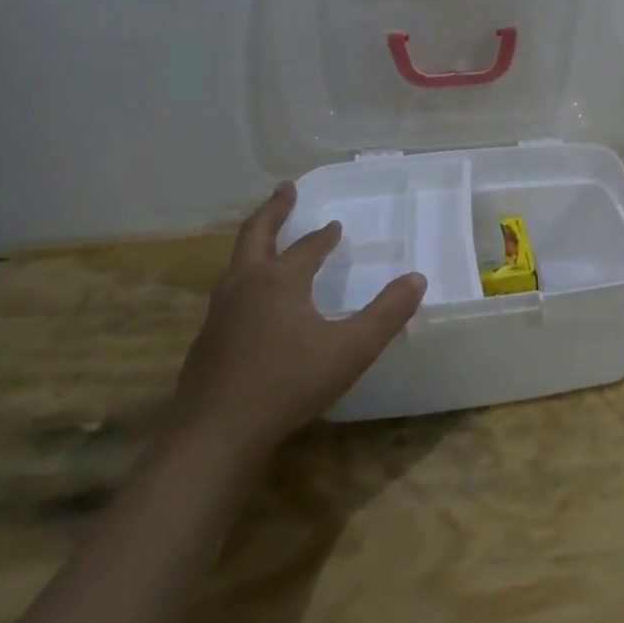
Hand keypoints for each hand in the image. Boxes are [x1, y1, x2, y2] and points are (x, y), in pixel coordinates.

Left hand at [171, 183, 425, 464]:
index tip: (335, 226)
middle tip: (285, 189)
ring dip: (255, 244)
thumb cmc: (289, 382)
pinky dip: (246, 279)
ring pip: (237, 264)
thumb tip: (417, 278)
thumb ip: (387, 313)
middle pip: (255, 235)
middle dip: (273, 210)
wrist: (216, 433)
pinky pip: (229, 294)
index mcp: (280, 280)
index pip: (307, 247)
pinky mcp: (206, 341)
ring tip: (267, 241)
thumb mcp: (352, 348)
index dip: (324, 236)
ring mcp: (219, 314)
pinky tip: (254, 304)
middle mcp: (245, 286)